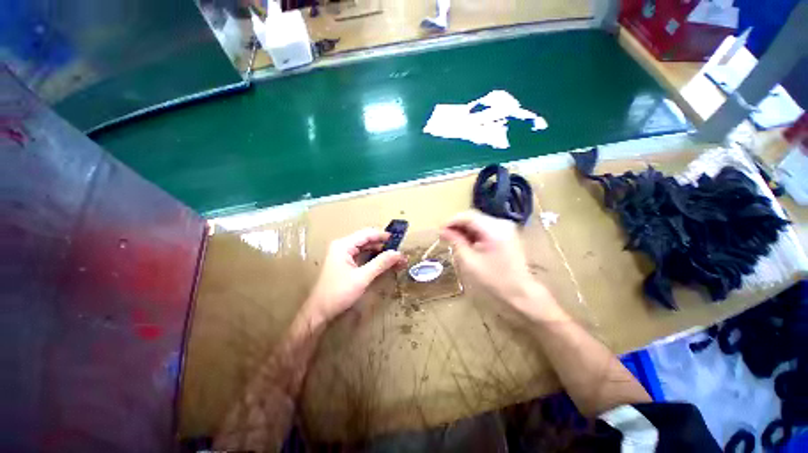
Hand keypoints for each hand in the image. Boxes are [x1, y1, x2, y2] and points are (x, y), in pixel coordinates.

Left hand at [304, 228, 404, 322]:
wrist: (319, 312)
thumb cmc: (338, 293)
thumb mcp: (362, 277)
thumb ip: (381, 263)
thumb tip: (398, 253)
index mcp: (343, 245)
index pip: (367, 234)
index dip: (383, 236)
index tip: (398, 240)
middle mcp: (343, 246)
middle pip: (367, 240)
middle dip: (383, 245)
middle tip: (398, 252)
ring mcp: (343, 255)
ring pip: (365, 248)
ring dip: (380, 252)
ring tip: (395, 258)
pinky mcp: (345, 263)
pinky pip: (362, 256)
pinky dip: (374, 259)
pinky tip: (384, 264)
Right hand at [440, 211, 553, 313]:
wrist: (521, 293)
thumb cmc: (494, 280)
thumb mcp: (470, 261)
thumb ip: (456, 242)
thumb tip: (443, 231)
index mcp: (494, 230)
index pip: (468, 216)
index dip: (451, 221)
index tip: (439, 230)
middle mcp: (502, 224)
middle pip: (473, 217)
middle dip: (457, 225)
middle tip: (443, 235)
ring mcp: (506, 228)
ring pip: (478, 222)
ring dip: (464, 229)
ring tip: (452, 239)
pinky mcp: (506, 234)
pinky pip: (485, 228)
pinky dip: (473, 233)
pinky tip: (465, 242)